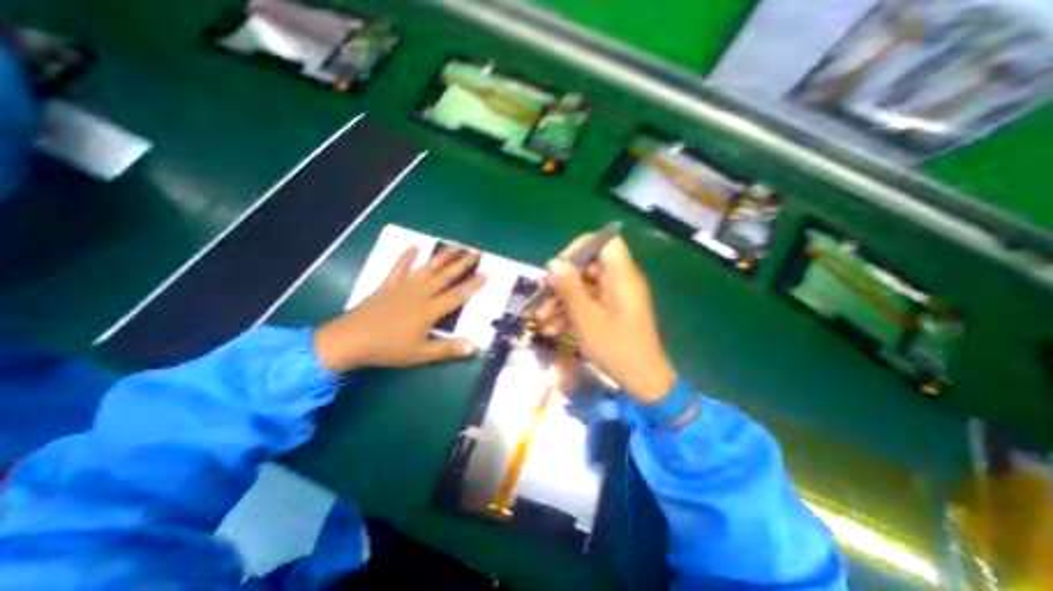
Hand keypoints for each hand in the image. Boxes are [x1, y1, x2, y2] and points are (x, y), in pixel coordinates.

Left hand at [315, 247, 486, 371]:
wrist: (350, 340)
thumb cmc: (388, 348)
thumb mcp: (421, 354)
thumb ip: (448, 349)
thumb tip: (474, 347)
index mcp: (429, 310)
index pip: (457, 295)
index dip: (472, 285)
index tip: (485, 273)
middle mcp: (420, 293)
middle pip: (445, 276)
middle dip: (462, 264)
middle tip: (475, 252)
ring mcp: (403, 287)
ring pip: (427, 268)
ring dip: (442, 256)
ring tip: (456, 246)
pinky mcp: (388, 285)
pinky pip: (399, 267)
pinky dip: (406, 256)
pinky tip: (414, 246)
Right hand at [537, 235, 672, 406]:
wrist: (643, 381)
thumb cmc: (616, 348)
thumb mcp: (586, 318)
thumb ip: (569, 288)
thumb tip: (553, 264)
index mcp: (621, 276)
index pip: (604, 242)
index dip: (580, 248)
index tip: (560, 265)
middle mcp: (619, 282)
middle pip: (587, 268)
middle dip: (561, 283)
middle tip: (541, 298)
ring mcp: (614, 298)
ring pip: (583, 288)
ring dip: (561, 302)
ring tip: (540, 319)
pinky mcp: (610, 312)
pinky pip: (588, 304)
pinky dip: (571, 314)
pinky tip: (552, 329)